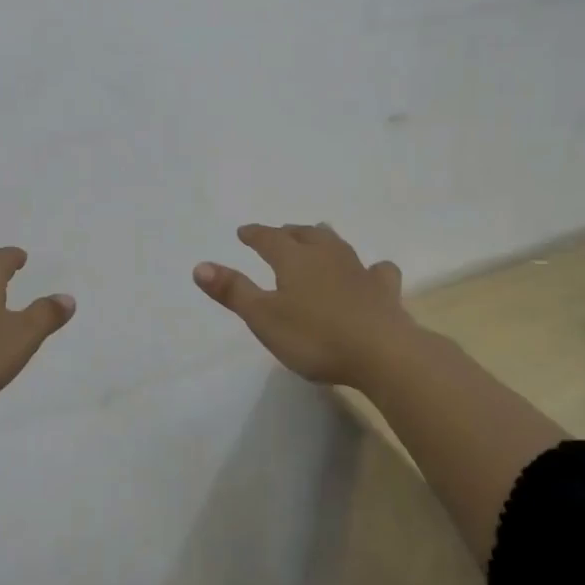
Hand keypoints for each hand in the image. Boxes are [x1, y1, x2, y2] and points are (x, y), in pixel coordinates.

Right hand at [194, 223, 414, 386]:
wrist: (383, 353)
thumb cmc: (315, 336)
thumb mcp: (263, 317)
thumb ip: (233, 291)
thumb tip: (200, 265)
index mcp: (294, 260)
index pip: (269, 239)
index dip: (254, 234)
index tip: (243, 232)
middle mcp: (326, 256)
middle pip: (305, 235)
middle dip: (289, 233)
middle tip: (280, 233)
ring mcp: (359, 271)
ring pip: (338, 245)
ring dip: (324, 239)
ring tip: (319, 236)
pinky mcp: (384, 292)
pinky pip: (377, 271)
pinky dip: (371, 269)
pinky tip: (373, 273)